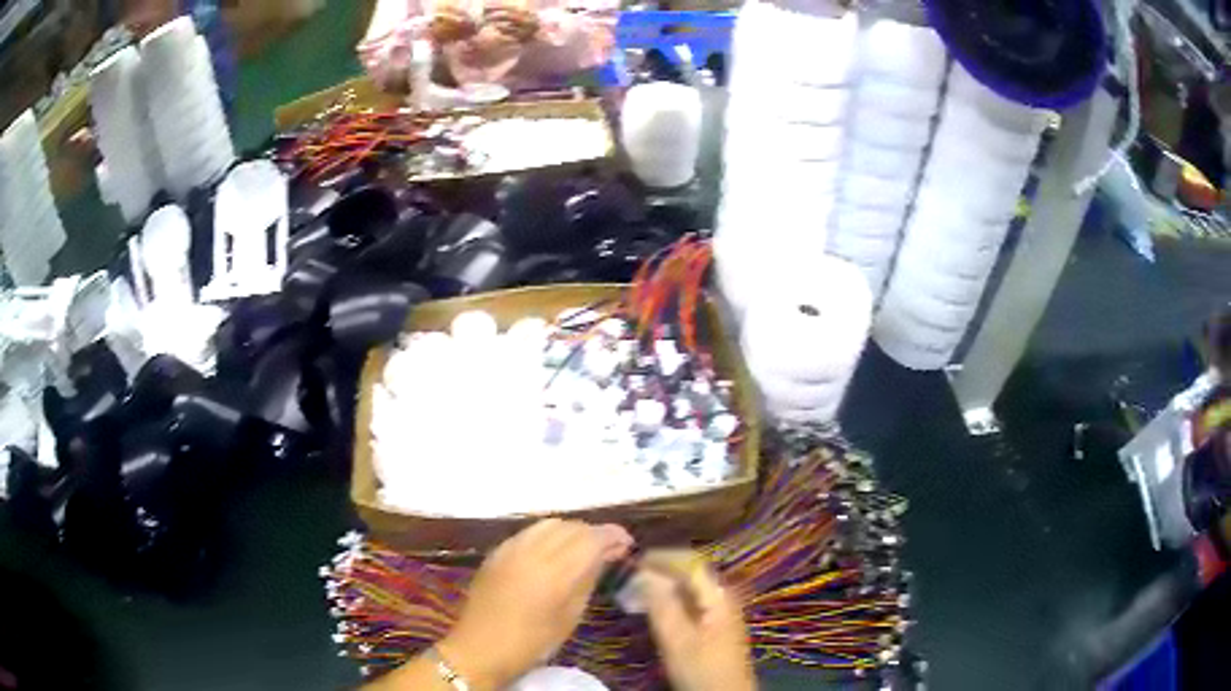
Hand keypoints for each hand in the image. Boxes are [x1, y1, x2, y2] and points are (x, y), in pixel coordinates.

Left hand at [438, 519, 633, 689]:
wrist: (480, 648)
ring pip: (549, 523)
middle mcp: (532, 552)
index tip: (627, 543)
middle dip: (594, 533)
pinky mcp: (496, 551)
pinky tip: (553, 550)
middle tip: (608, 549)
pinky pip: (529, 531)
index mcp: (554, 573)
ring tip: (582, 547)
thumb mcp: (569, 616)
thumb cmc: (532, 642)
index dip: (613, 535)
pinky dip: (548, 534)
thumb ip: (587, 580)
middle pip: (572, 526)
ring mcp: (511, 548)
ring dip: (571, 530)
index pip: (591, 538)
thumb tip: (606, 556)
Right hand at [642, 552, 756, 690]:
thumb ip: (662, 605)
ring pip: (690, 586)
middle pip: (691, 571)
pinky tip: (655, 606)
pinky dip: (671, 597)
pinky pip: (692, 599)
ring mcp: (721, 609)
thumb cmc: (701, 669)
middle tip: (631, 575)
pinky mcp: (715, 623)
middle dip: (661, 569)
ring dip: (665, 583)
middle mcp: (723, 595)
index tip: (633, 559)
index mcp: (718, 595)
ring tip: (637, 588)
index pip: (690, 561)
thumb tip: (644, 573)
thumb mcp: (677, 640)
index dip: (661, 557)